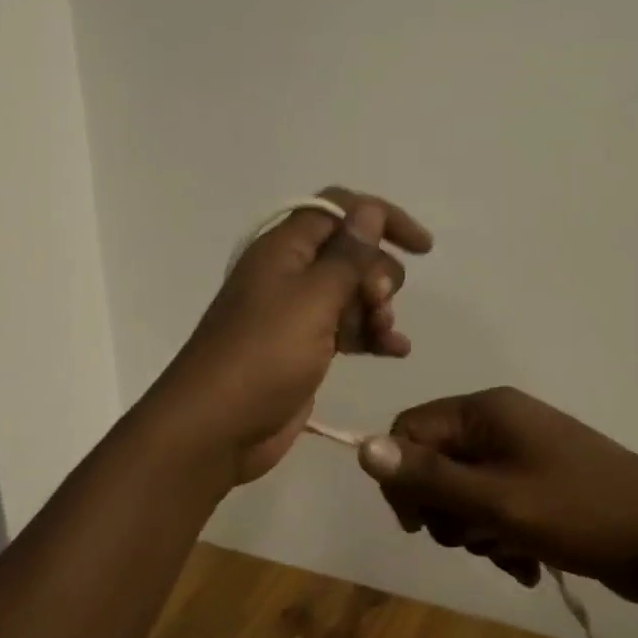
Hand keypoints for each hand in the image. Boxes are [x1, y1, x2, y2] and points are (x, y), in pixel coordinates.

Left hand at [146, 189, 431, 485]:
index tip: (421, 247)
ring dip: (377, 308)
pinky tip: (395, 351)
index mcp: (283, 248)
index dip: (381, 218)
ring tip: (386, 336)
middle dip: (377, 273)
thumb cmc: (264, 355)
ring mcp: (295, 312)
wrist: (216, 428)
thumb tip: (369, 209)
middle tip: (380, 303)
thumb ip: (347, 255)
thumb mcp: (313, 299)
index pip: (338, 209)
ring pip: (351, 292)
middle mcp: (288, 272)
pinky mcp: (303, 348)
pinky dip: (370, 335)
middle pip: (349, 253)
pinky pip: (346, 328)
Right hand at [357, 387, 637, 603]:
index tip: (419, 525)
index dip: (403, 478)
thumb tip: (362, 447)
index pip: (410, 431)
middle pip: (435, 464)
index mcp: (486, 411)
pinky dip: (502, 537)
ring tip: (512, 554)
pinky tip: (528, 564)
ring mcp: (523, 453)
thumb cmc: (578, 512)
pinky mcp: (541, 483)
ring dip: (477, 531)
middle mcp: (500, 423)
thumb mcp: (497, 500)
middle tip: (474, 538)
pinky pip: (496, 507)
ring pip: (465, 493)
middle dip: (446, 511)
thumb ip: (428, 477)